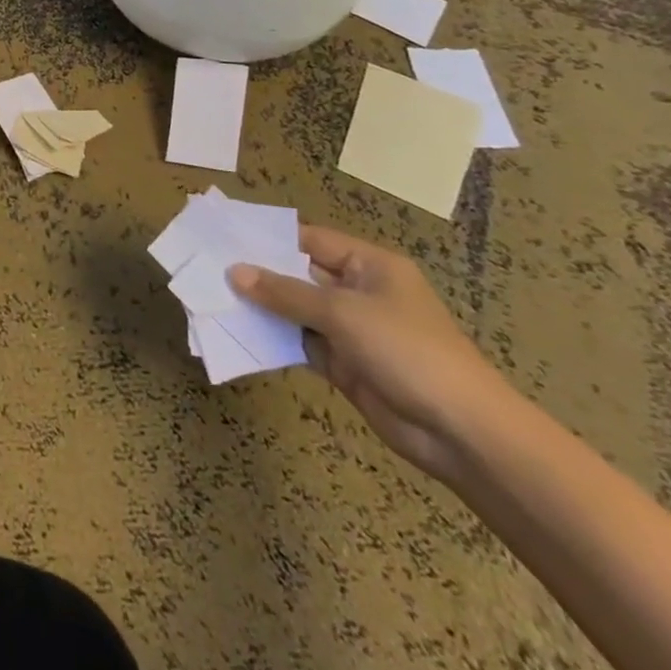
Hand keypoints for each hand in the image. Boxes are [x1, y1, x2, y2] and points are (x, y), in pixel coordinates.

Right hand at [231, 225, 516, 481]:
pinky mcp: (345, 364)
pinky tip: (238, 331)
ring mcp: (351, 330)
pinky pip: (300, 341)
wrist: (462, 433)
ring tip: (212, 296)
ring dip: (262, 307)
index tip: (224, 236)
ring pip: (296, 309)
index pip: (310, 240)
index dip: (269, 238)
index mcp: (369, 266)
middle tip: (208, 265)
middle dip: (259, 273)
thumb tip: (235, 272)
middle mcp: (359, 292)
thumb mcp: (342, 313)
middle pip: (299, 274)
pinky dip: (274, 338)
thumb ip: (285, 292)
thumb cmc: (407, 351)